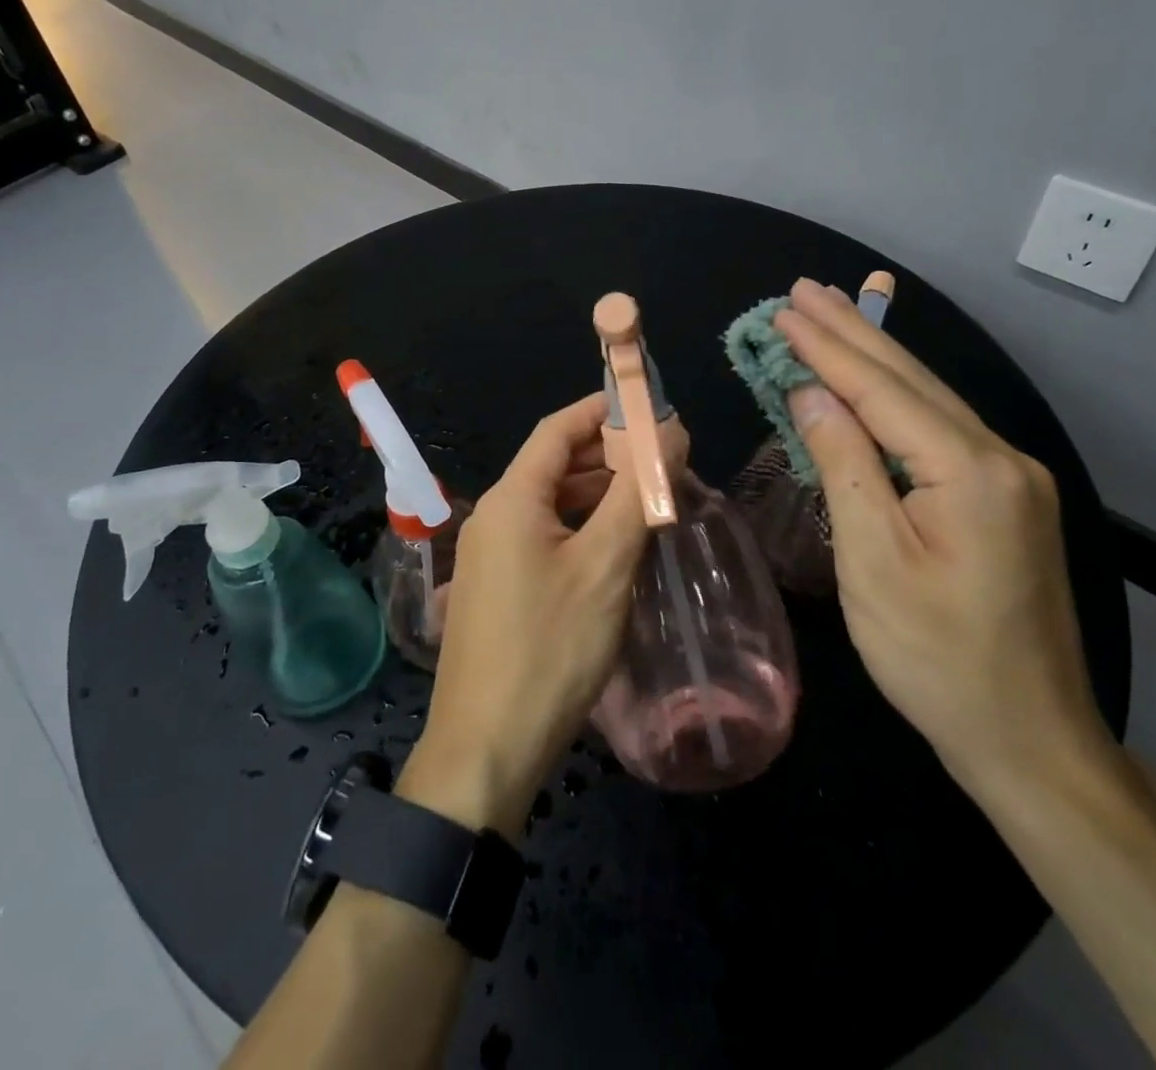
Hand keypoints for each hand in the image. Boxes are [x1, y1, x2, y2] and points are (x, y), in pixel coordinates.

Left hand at [399, 394, 646, 837]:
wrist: (487, 748)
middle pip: (554, 466)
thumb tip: (669, 431)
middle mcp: (493, 516)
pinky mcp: (498, 589)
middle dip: (608, 457)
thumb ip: (637, 493)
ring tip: (651, 502)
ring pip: (551, 505)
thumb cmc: (550, 648)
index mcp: (511, 498)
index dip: (601, 409)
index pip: (557, 430)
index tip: (650, 407)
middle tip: (664, 461)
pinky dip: (581, 530)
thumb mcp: (605, 566)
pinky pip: (543, 539)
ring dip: (598, 497)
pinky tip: (617, 548)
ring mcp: (491, 555)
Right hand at [773, 279, 1111, 793]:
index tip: (784, 310)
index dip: (828, 348)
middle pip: (911, 380)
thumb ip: (844, 465)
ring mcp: (1009, 477)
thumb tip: (811, 393)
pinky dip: (894, 396)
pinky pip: (938, 429)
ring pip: (928, 399)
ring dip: (873, 355)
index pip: (882, 390)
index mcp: (969, 470)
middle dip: (852, 332)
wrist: (1027, 737)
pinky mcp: (1004, 498)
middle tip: (805, 290)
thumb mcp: (873, 561)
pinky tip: (874, 378)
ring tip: (832, 314)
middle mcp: (1000, 457)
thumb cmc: (936, 656)